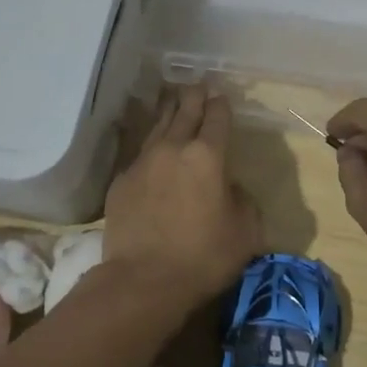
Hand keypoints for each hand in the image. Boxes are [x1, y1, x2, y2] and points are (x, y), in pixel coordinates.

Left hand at [103, 85, 261, 308]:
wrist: (142, 281)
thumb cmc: (203, 257)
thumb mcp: (245, 232)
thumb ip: (243, 200)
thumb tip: (230, 187)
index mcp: (208, 155)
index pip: (217, 117)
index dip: (221, 104)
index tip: (222, 96)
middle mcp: (174, 148)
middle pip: (184, 111)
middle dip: (194, 96)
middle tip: (198, 85)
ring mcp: (143, 162)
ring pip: (158, 125)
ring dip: (169, 111)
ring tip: (173, 100)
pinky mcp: (121, 181)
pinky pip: (139, 153)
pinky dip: (150, 145)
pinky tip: (151, 148)